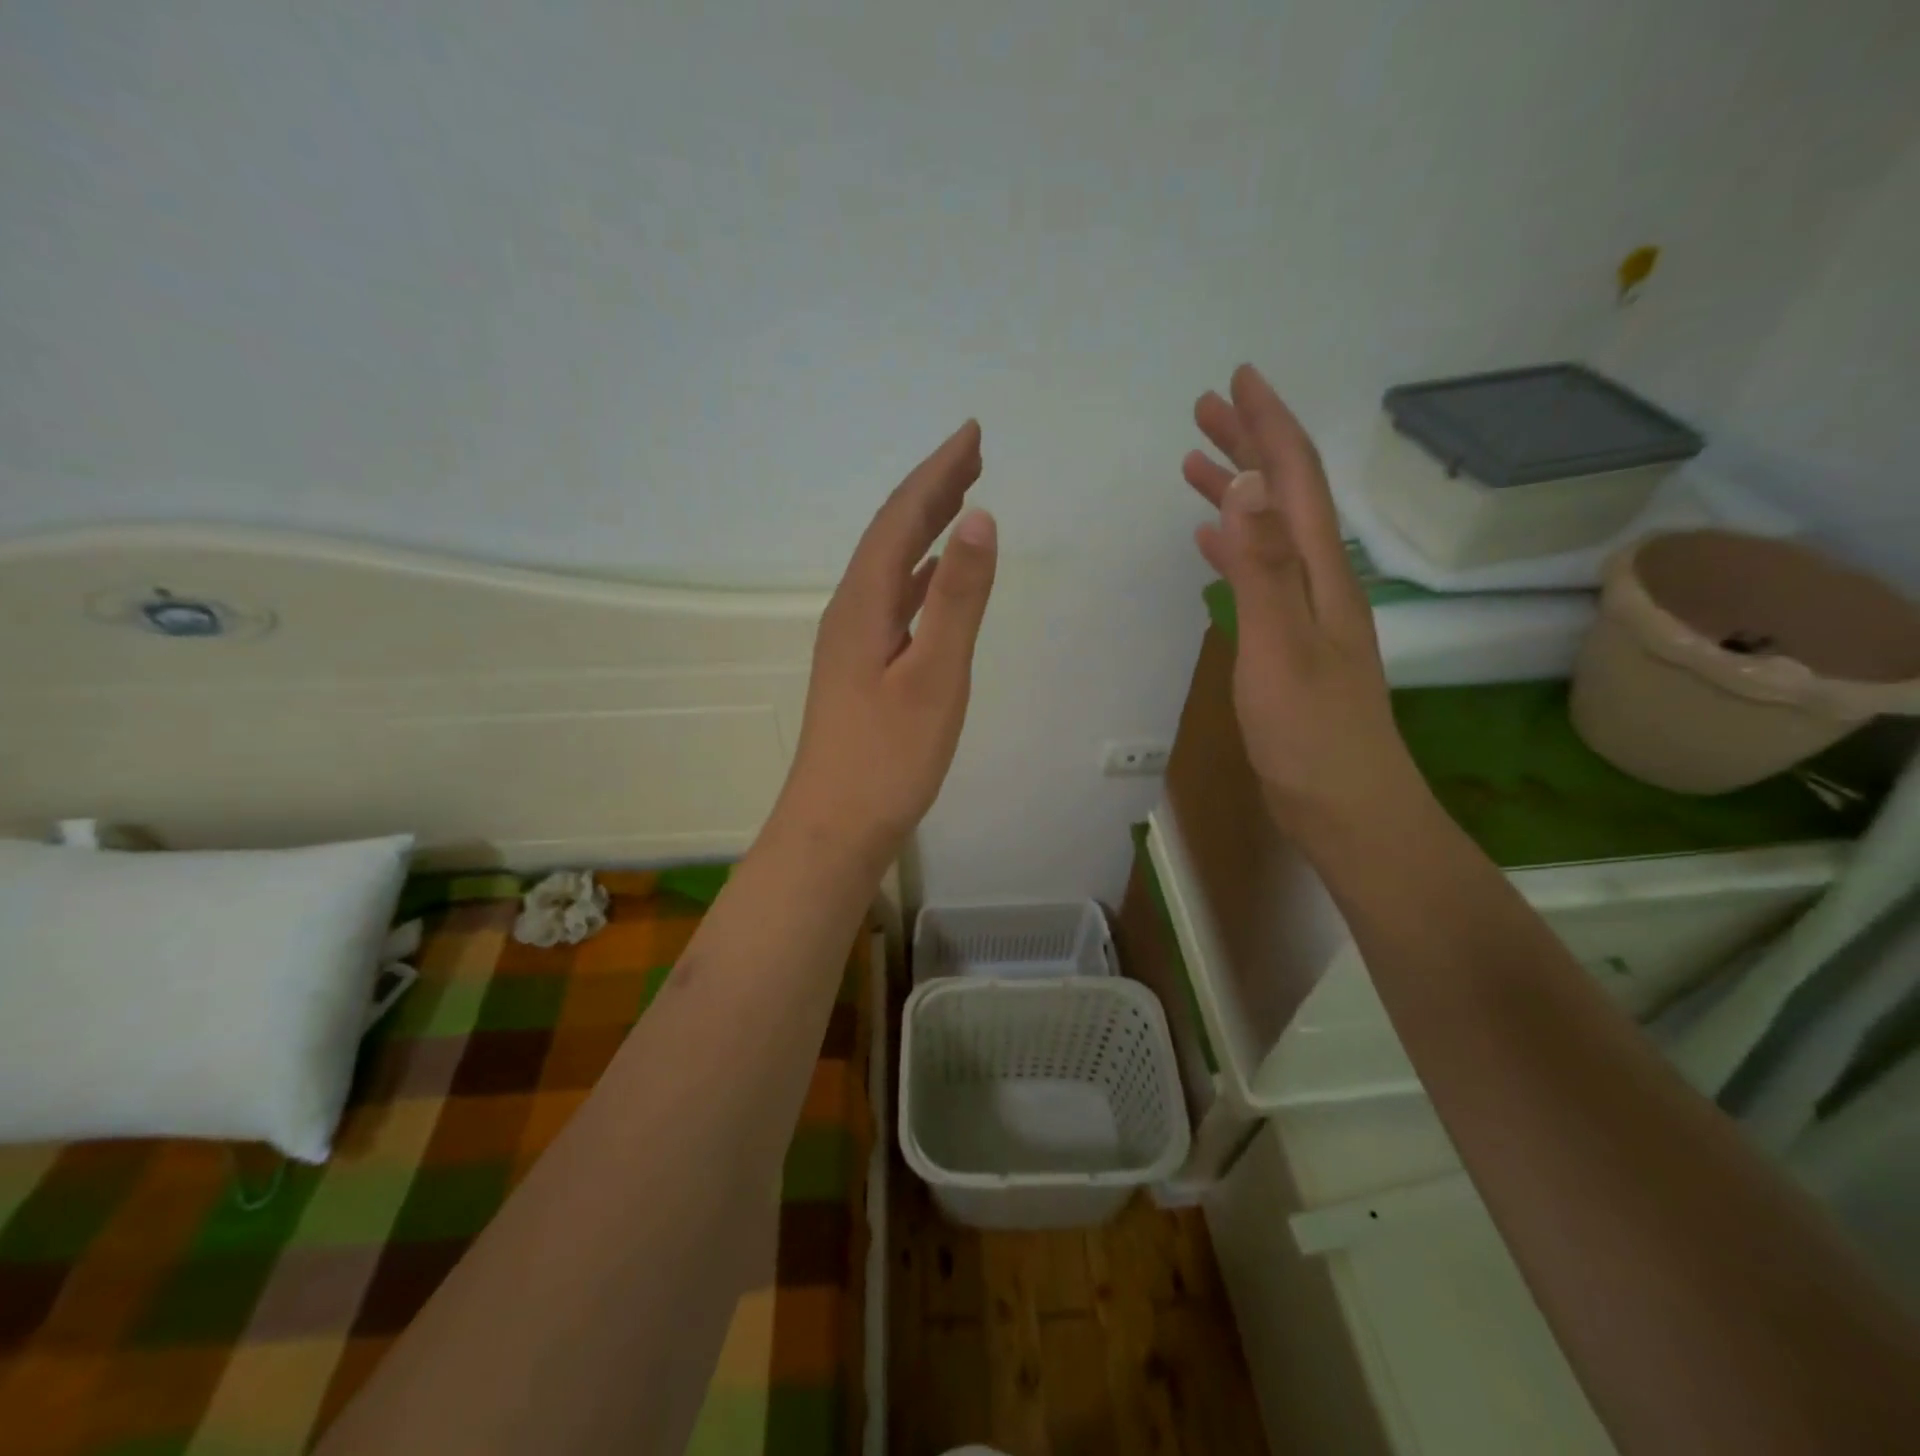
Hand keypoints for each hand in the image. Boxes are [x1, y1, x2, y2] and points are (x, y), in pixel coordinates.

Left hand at [778, 421, 997, 860]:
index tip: (973, 435)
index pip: (901, 519)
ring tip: (960, 500)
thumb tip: (979, 519)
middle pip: (892, 535)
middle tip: (973, 453)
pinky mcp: (861, 669)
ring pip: (891, 567)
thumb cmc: (888, 759)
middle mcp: (850, 612)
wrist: (835, 827)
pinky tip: (932, 579)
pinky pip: (893, 601)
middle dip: (932, 490)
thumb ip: (957, 599)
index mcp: (863, 604)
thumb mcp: (934, 677)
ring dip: (925, 529)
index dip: (937, 473)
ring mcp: (852, 642)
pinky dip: (919, 576)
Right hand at [1182, 365, 1422, 845]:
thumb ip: (1262, 567)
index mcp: (1320, 571)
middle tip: (1206, 410)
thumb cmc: (1310, 732)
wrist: (1344, 804)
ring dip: (1238, 492)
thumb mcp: (1280, 646)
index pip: (1295, 479)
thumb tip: (1248, 485)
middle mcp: (1317, 579)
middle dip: (1250, 445)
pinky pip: (1257, 574)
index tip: (1239, 379)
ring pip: (1268, 532)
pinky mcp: (1287, 642)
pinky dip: (1233, 546)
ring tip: (1196, 465)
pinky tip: (1210, 543)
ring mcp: (1304, 612)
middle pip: (1285, 496)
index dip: (1269, 426)